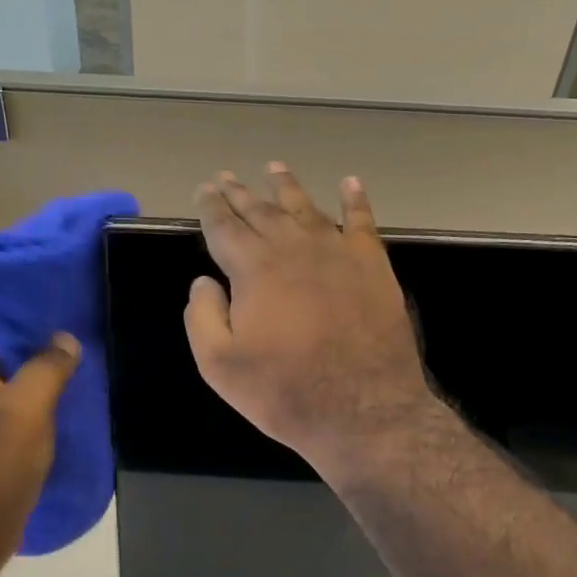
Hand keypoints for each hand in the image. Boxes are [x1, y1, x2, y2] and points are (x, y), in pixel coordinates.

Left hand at [0, 314, 78, 576]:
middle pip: (0, 342)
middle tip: (78, 311)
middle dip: (35, 326)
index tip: (51, 280)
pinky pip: (20, 402)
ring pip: (12, 373)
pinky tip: (74, 392)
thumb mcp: (26, 409)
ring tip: (83, 346)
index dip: (13, 294)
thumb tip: (65, 339)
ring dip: (42, 361)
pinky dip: (43, 392)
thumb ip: (46, 368)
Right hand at [185, 164, 434, 480]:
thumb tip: (204, 281)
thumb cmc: (284, 391)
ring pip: (306, 208)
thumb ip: (203, 316)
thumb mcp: (220, 364)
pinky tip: (350, 183)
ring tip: (274, 167)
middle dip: (241, 193)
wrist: (363, 409)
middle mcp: (294, 248)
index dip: (211, 207)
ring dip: (287, 186)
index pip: (224, 227)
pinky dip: (355, 199)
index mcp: (254, 268)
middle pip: (262, 211)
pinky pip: (362, 221)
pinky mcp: (373, 266)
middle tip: (226, 177)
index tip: (204, 190)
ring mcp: (338, 252)